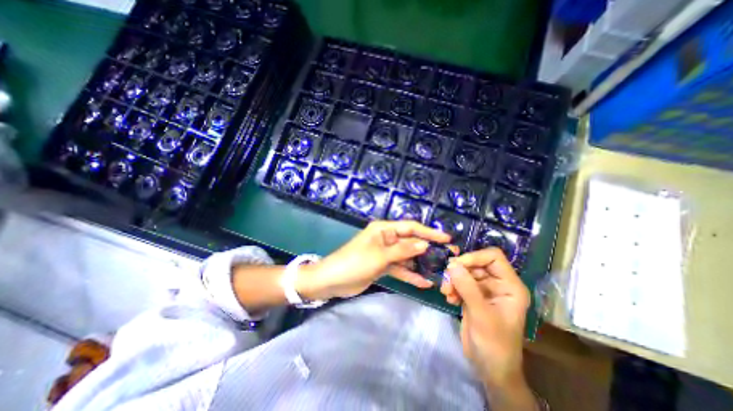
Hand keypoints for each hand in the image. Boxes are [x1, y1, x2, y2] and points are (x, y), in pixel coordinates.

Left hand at [299, 220, 452, 299]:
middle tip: (448, 256)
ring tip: (440, 271)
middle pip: (410, 242)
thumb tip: (424, 244)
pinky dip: (410, 275)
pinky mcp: (383, 266)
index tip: (446, 238)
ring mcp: (385, 253)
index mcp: (384, 229)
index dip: (429, 232)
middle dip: (428, 249)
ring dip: (421, 264)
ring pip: (407, 256)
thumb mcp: (380, 255)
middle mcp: (386, 238)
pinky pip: (399, 268)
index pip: (410, 227)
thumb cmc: (355, 262)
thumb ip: (403, 250)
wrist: (332, 280)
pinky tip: (424, 283)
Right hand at [437, 249, 529, 390]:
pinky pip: (459, 283)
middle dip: (460, 271)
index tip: (456, 265)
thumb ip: (467, 288)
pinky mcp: (472, 296)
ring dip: (453, 280)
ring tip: (446, 292)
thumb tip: (451, 265)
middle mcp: (498, 284)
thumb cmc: (495, 345)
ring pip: (465, 273)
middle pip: (476, 264)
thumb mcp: (482, 315)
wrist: (490, 369)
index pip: (493, 257)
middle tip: (446, 280)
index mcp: (510, 286)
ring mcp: (484, 290)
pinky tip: (449, 299)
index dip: (475, 257)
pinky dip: (452, 288)